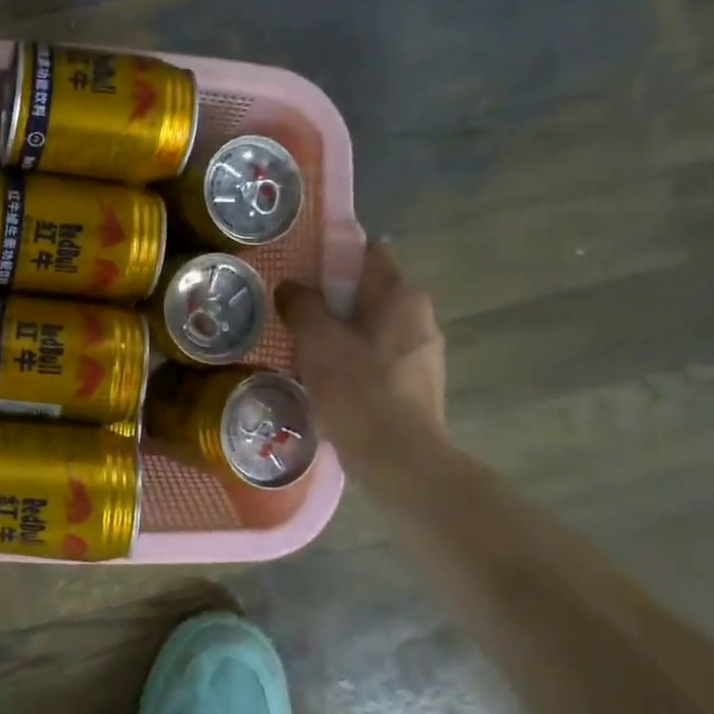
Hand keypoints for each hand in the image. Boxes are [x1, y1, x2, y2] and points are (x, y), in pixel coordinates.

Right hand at [276, 241, 445, 453]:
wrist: (400, 461)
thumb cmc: (358, 389)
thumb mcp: (317, 340)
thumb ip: (301, 304)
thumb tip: (290, 287)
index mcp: (400, 295)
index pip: (367, 252)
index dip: (333, 253)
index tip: (300, 268)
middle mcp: (419, 315)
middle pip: (369, 290)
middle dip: (332, 296)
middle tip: (293, 308)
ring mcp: (423, 352)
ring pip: (372, 325)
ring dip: (341, 329)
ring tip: (303, 345)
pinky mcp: (418, 384)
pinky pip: (378, 355)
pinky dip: (354, 357)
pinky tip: (327, 377)